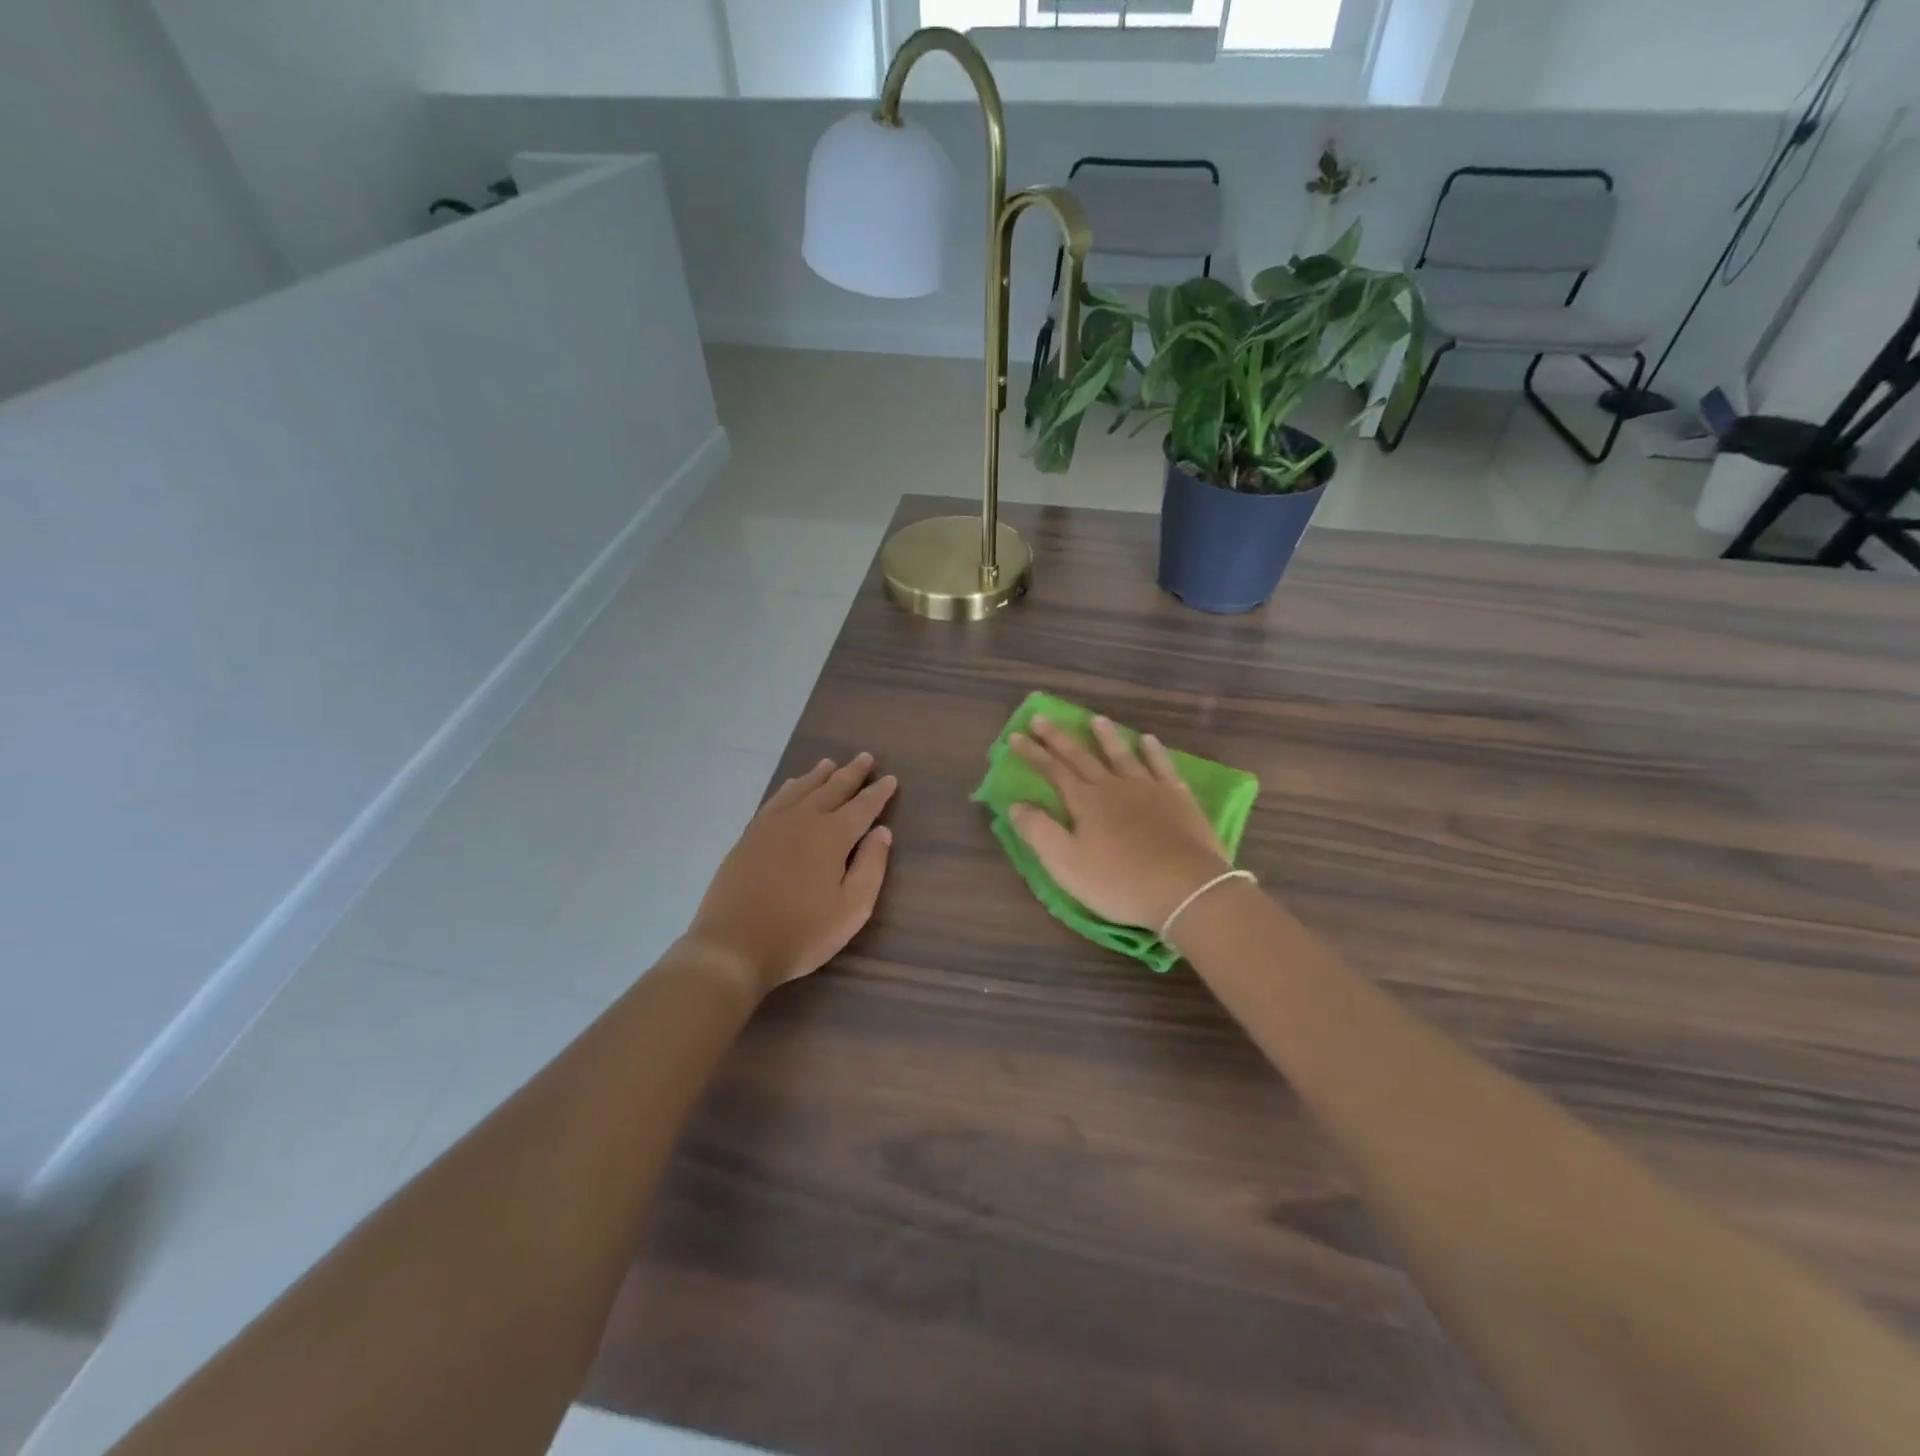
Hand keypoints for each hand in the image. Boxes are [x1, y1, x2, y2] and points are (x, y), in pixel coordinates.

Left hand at [686, 753, 896, 996]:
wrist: (733, 946)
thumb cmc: (801, 932)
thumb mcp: (852, 908)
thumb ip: (871, 866)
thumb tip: (882, 832)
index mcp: (832, 835)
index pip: (862, 806)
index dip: (878, 793)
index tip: (890, 778)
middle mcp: (803, 820)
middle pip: (832, 789)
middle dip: (851, 773)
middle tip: (865, 757)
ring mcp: (771, 825)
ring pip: (801, 789)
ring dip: (819, 775)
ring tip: (830, 763)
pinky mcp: (749, 836)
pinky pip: (775, 800)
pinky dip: (790, 788)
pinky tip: (792, 786)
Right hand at [1007, 715, 1229, 930]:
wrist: (1186, 890)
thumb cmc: (1119, 882)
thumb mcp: (1066, 864)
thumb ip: (1038, 831)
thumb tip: (1015, 804)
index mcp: (1085, 802)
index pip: (1052, 770)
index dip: (1032, 753)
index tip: (1015, 736)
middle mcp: (1113, 786)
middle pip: (1081, 756)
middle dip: (1059, 738)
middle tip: (1041, 717)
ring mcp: (1149, 789)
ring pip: (1122, 755)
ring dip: (1106, 737)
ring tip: (1095, 719)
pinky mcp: (1178, 798)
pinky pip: (1162, 766)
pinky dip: (1153, 752)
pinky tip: (1148, 740)